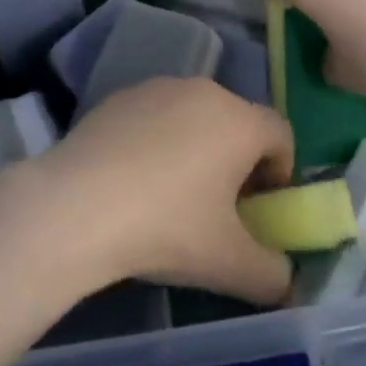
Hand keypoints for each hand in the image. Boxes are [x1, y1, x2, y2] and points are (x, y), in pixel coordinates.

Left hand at [10, 78, 294, 305]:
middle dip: (237, 160)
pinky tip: (133, 180)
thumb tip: (286, 278)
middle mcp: (204, 90)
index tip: (259, 208)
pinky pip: (155, 116)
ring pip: (194, 115)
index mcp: (239, 120)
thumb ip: (273, 275)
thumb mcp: (231, 265)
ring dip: (197, 147)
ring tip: (172, 195)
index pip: (281, 134)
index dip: (280, 172)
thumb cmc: (168, 227)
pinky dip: (157, 140)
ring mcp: (159, 87)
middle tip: (218, 207)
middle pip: (237, 121)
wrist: (79, 203)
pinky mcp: (121, 95)